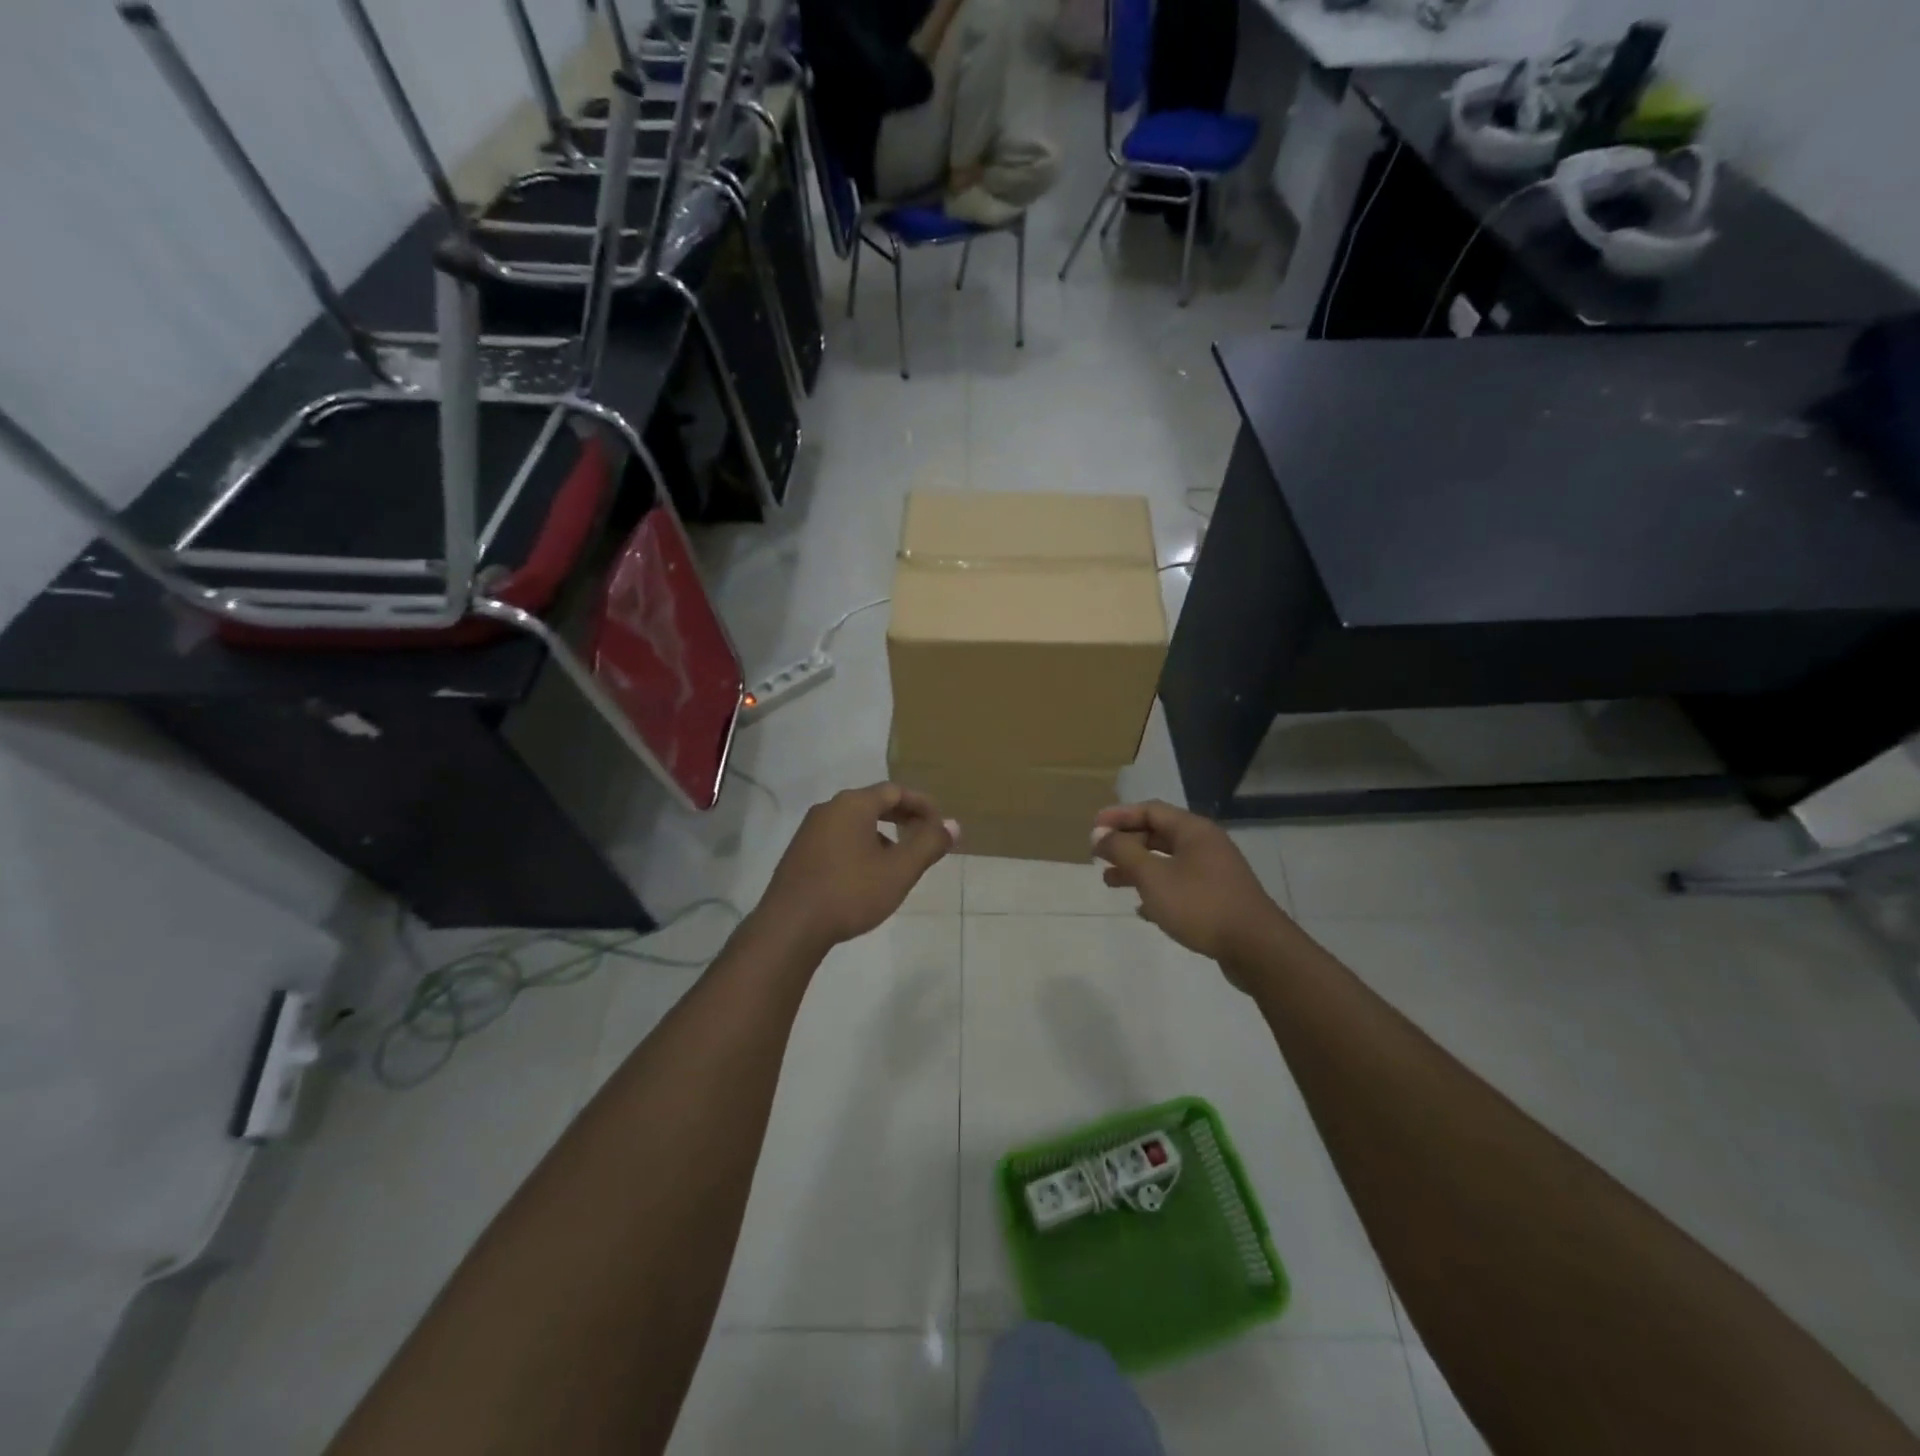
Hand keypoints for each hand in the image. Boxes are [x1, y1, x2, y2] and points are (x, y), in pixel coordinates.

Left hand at [757, 784, 957, 952]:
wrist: (790, 927)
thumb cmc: (851, 892)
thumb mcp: (899, 870)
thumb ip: (929, 844)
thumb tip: (953, 825)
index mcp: (853, 804)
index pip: (895, 791)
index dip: (922, 804)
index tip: (940, 822)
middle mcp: (828, 809)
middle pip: (873, 803)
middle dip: (902, 817)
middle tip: (924, 834)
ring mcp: (809, 831)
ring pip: (854, 822)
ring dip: (881, 833)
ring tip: (899, 858)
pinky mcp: (799, 853)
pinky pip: (838, 838)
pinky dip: (860, 845)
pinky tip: (867, 874)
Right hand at [1092, 801, 1288, 978]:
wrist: (1256, 948)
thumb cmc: (1200, 904)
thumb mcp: (1153, 876)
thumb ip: (1123, 852)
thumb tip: (1099, 834)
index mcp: (1193, 830)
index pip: (1150, 810)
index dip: (1119, 816)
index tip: (1093, 828)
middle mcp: (1206, 845)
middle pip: (1159, 835)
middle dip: (1126, 844)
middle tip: (1099, 856)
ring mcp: (1215, 872)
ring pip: (1168, 862)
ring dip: (1138, 869)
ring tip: (1110, 882)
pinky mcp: (1218, 898)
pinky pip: (1180, 885)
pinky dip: (1157, 890)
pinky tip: (1142, 909)